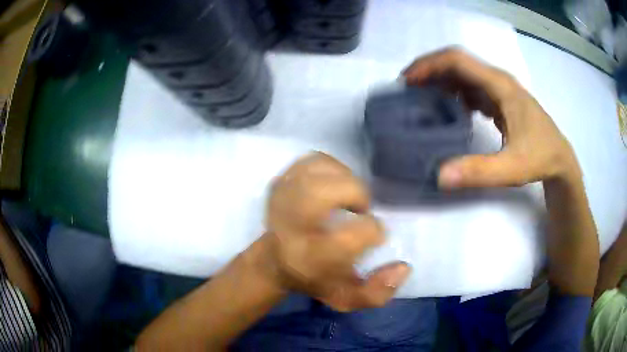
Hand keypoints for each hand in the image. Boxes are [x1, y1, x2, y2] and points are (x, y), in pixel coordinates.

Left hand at [261, 152, 409, 311]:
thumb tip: (403, 267)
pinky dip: (331, 167)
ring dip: (345, 178)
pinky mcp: (280, 182)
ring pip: (319, 169)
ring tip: (347, 196)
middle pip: (326, 192)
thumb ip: (378, 292)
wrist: (274, 261)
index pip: (354, 234)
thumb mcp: (347, 298)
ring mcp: (282, 198)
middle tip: (360, 208)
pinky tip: (334, 183)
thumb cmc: (316, 278)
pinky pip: (312, 160)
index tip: (374, 235)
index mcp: (312, 257)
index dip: (373, 231)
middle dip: (356, 193)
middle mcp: (292, 225)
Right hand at [403, 48, 580, 187]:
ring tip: (420, 98)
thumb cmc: (540, 158)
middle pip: (457, 63)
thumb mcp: (512, 168)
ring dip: (440, 81)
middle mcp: (498, 80)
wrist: (560, 159)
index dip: (430, 65)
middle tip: (406, 90)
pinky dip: (453, 92)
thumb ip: (478, 171)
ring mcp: (499, 89)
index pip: (459, 61)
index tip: (407, 81)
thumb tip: (439, 175)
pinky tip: (446, 109)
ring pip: (463, 74)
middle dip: (429, 71)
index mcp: (501, 86)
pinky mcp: (500, 100)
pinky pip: (471, 87)